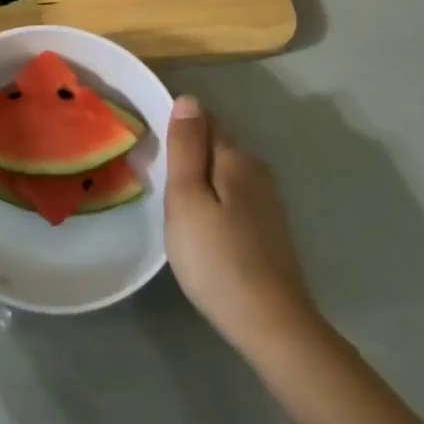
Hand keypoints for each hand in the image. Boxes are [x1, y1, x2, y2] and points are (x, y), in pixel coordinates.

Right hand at [165, 95, 322, 358]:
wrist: (272, 325)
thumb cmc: (217, 258)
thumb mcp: (187, 198)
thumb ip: (186, 146)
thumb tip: (188, 98)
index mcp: (235, 158)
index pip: (203, 120)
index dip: (176, 127)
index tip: (151, 148)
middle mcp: (256, 171)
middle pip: (215, 146)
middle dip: (188, 152)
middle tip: (156, 176)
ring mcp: (267, 203)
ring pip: (224, 174)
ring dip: (200, 178)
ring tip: (173, 202)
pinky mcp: (269, 230)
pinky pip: (233, 197)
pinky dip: (214, 201)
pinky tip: (202, 226)